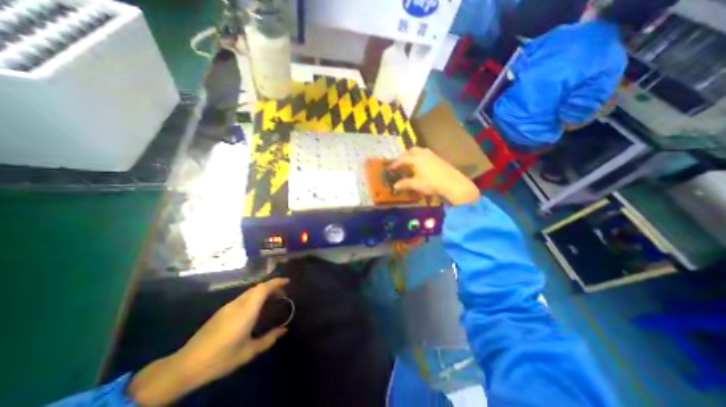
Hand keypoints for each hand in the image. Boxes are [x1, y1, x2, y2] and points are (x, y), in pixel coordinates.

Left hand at [127, 279, 288, 404]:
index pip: (263, 288)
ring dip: (263, 291)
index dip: (276, 282)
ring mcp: (228, 306)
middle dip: (272, 286)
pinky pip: (243, 298)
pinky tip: (255, 308)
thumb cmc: (220, 358)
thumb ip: (269, 339)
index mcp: (246, 311)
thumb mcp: (248, 352)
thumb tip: (284, 330)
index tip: (287, 281)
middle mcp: (238, 304)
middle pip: (257, 287)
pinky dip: (254, 297)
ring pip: (250, 292)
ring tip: (271, 300)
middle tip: (282, 293)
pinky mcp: (221, 311)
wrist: (185, 366)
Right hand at [389, 147, 480, 205]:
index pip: (402, 159)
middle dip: (404, 155)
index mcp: (416, 158)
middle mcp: (424, 154)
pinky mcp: (439, 159)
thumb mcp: (416, 184)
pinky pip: (427, 154)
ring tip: (410, 163)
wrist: (453, 184)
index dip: (395, 163)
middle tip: (400, 162)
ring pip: (420, 151)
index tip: (390, 168)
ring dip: (413, 155)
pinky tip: (422, 165)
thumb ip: (404, 184)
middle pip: (412, 150)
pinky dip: (421, 157)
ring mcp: (433, 155)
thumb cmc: (432, 183)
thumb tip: (395, 186)